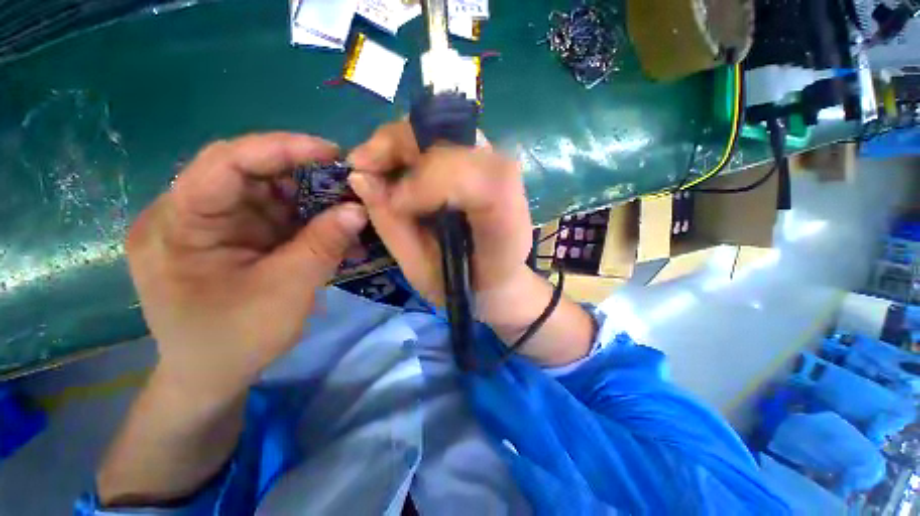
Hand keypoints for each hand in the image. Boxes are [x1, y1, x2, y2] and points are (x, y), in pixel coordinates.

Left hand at [127, 133, 367, 399]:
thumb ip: (323, 246)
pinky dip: (303, 216)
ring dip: (306, 196)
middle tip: (344, 181)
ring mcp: (208, 225)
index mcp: (176, 227)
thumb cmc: (236, 341)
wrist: (210, 377)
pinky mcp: (229, 237)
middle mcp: (185, 215)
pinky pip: (269, 213)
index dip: (280, 149)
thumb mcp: (287, 292)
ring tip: (343, 205)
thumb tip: (358, 210)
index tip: (331, 152)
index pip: (223, 164)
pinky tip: (329, 224)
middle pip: (244, 172)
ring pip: (263, 191)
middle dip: (299, 173)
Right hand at [346, 121, 534, 313]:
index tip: (394, 203)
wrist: (498, 280)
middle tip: (362, 163)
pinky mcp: (486, 162)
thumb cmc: (462, 286)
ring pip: (448, 130)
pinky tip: (395, 164)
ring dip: (403, 142)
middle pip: (459, 140)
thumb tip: (360, 178)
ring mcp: (499, 168)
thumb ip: (394, 228)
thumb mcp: (423, 272)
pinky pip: (445, 138)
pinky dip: (413, 146)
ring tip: (373, 163)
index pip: (479, 179)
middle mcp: (510, 187)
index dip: (431, 180)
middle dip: (402, 144)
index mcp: (505, 226)